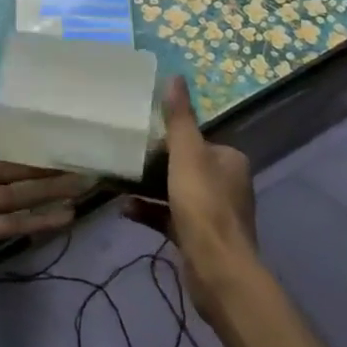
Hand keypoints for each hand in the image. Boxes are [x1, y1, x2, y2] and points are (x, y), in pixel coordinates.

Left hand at [0, 65, 83, 265]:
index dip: (3, 129)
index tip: (34, 125)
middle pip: (7, 167)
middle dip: (39, 165)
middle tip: (73, 159)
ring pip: (16, 194)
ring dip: (48, 190)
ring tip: (82, 185)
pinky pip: (15, 222)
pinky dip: (41, 220)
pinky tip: (70, 215)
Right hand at [128, 76, 260, 329]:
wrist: (217, 270)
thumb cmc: (203, 205)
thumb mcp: (187, 154)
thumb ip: (179, 118)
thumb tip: (176, 76)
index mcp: (229, 160)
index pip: (195, 140)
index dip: (167, 138)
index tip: (139, 136)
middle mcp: (226, 184)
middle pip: (184, 166)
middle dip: (153, 164)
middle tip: (124, 158)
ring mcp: (214, 214)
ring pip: (175, 192)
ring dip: (147, 188)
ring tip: (117, 181)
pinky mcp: (199, 238)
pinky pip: (169, 217)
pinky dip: (148, 211)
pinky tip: (124, 209)